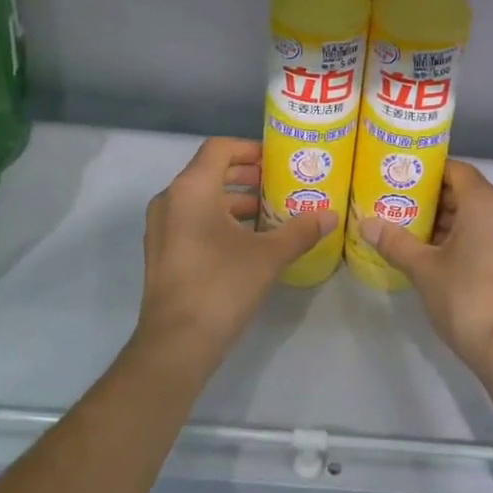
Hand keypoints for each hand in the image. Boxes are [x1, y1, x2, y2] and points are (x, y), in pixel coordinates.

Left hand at [137, 137, 333, 377]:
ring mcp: (162, 227)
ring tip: (270, 212)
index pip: (219, 148)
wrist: (176, 345)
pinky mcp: (163, 251)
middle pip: (210, 171)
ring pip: (201, 198)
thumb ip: (300, 231)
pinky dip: (219, 219)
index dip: (250, 148)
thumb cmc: (221, 286)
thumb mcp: (268, 256)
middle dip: (246, 175)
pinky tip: (248, 240)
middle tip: (280, 183)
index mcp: (191, 189)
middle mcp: (170, 200)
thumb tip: (331, 216)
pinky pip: (192, 219)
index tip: (277, 160)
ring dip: (234, 199)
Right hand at [359, 161, 492, 380]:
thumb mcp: (423, 268)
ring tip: (415, 233)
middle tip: (401, 208)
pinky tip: (440, 255)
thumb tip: (365, 224)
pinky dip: (469, 237)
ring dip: (451, 221)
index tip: (402, 180)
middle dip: (435, 200)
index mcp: (487, 203)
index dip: (428, 172)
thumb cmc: (466, 298)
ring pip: (481, 216)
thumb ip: (395, 242)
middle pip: (469, 192)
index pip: (456, 170)